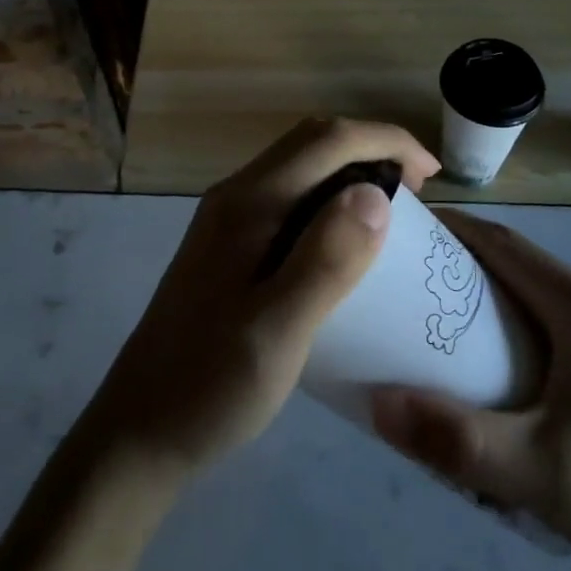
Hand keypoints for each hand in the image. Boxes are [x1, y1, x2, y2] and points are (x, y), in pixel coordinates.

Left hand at [85, 117, 440, 480]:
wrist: (139, 430)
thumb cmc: (211, 386)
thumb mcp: (277, 331)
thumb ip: (325, 260)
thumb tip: (375, 192)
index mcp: (249, 203)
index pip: (328, 140)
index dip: (387, 142)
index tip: (431, 177)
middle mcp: (236, 196)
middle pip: (313, 141)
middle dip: (372, 149)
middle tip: (418, 193)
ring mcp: (228, 219)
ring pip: (300, 166)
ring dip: (351, 171)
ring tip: (392, 213)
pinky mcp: (228, 245)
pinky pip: (290, 196)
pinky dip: (329, 199)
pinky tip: (346, 243)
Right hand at [371, 212, 570, 570]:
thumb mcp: (541, 477)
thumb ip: (455, 439)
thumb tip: (374, 404)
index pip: (504, 245)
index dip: (451, 230)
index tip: (403, 233)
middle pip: (520, 266)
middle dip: (461, 269)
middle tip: (406, 294)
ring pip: (541, 294)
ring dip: (490, 302)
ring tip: (439, 333)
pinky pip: (562, 320)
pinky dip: (520, 327)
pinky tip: (500, 372)